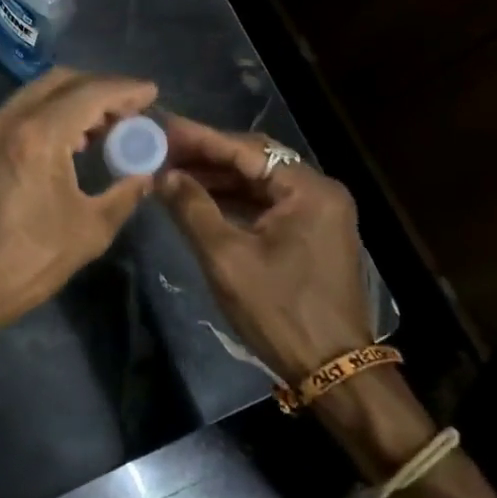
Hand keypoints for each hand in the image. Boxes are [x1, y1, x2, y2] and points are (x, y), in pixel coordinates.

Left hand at [0, 67, 157, 334]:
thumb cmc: (30, 260)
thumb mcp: (90, 229)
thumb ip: (125, 193)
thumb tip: (146, 174)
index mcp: (40, 135)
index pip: (91, 93)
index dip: (125, 90)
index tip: (151, 93)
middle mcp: (11, 120)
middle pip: (61, 81)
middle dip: (99, 87)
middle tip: (129, 109)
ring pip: (38, 93)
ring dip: (73, 98)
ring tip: (105, 126)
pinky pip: (21, 111)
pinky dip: (50, 112)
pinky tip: (70, 141)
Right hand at [156, 115, 373, 384]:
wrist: (334, 371)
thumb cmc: (279, 311)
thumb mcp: (226, 258)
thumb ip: (192, 208)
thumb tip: (163, 174)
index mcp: (308, 190)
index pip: (245, 150)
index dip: (200, 138)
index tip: (162, 126)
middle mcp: (319, 192)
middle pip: (255, 160)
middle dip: (207, 154)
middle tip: (163, 147)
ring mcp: (318, 213)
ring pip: (259, 181)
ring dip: (217, 177)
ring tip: (173, 171)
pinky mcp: (312, 233)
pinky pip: (266, 203)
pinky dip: (233, 199)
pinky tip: (200, 198)